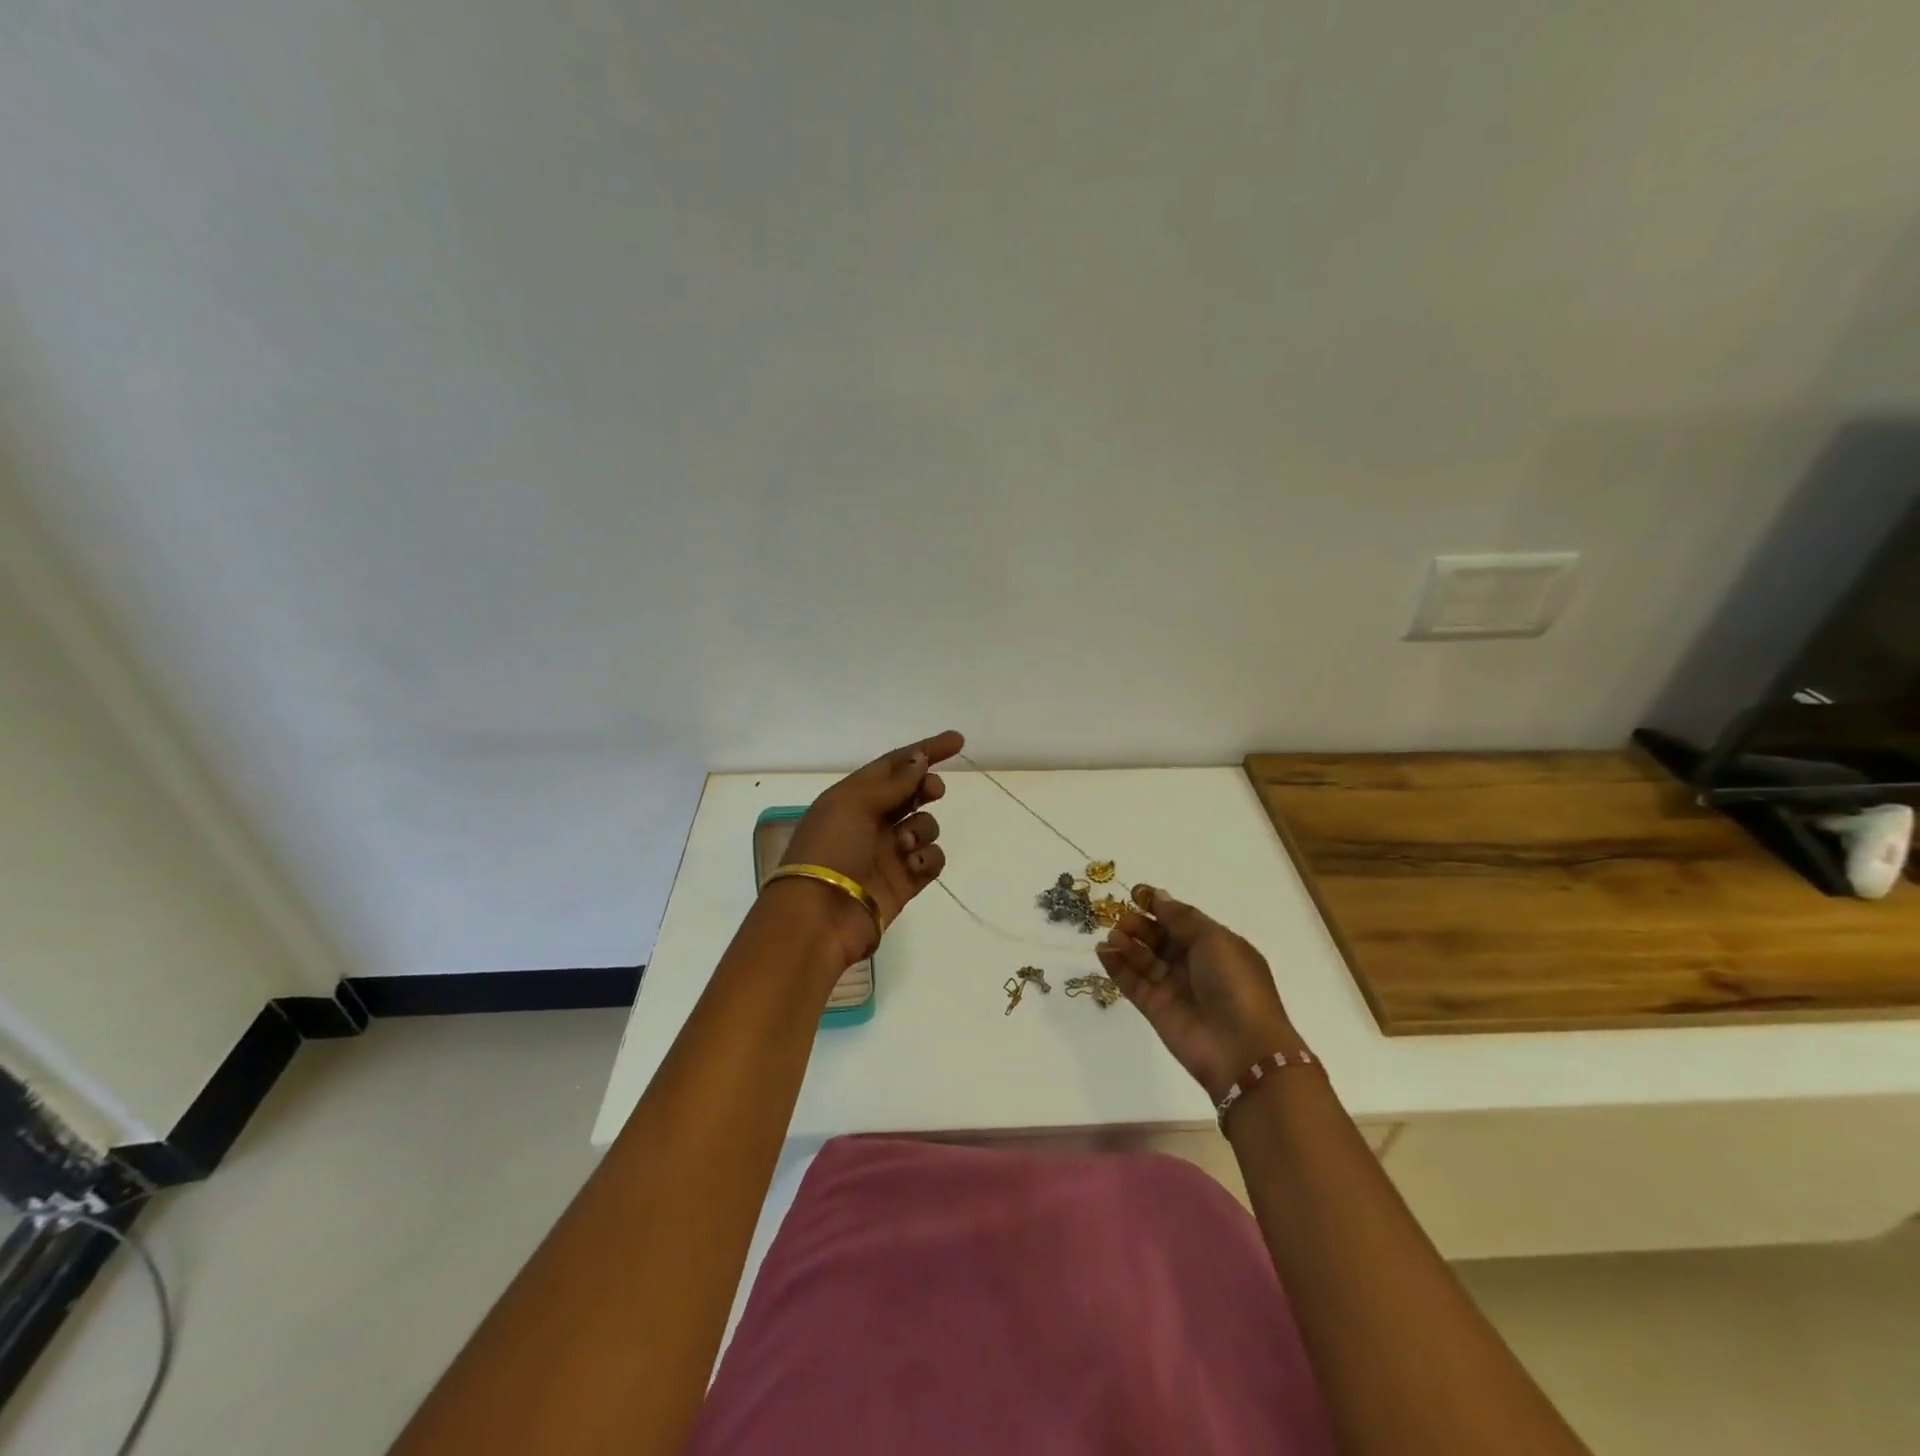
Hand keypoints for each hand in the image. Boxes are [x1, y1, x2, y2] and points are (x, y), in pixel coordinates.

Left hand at [778, 730, 963, 965]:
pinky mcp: (903, 882)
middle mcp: (870, 821)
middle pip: (911, 794)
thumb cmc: (830, 849)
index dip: (924, 751)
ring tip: (905, 845)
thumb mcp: (854, 803)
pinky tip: (914, 865)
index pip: (893, 765)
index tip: (957, 741)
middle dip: (927, 788)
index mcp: (852, 797)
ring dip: (923, 829)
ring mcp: (888, 852)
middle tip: (933, 792)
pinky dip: (928, 858)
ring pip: (924, 826)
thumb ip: (893, 781)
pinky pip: (930, 860)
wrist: (819, 916)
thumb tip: (920, 759)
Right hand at [1096, 885, 1299, 1102]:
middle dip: (1139, 925)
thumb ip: (1181, 918)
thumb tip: (1158, 896)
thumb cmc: (1235, 984)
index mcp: (1214, 946)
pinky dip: (1116, 966)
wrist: (1242, 1049)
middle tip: (1123, 921)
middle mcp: (1193, 965)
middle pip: (1158, 938)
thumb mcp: (1213, 940)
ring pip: (1143, 959)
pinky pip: (1132, 982)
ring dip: (1126, 944)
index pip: (1181, 920)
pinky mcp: (1155, 1008)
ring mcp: (1173, 987)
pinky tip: (1103, 952)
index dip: (1158, 906)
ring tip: (1113, 937)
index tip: (1135, 893)